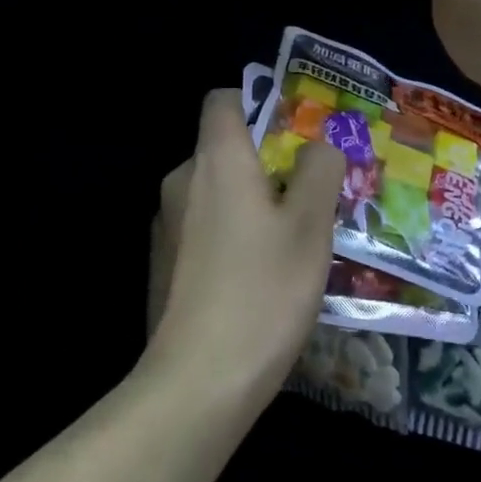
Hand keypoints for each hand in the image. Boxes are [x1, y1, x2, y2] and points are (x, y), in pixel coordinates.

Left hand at [145, 90, 344, 402]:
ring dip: (250, 204)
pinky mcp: (161, 264)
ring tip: (292, 243)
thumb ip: (319, 171)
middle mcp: (181, 181)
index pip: (223, 100)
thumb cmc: (262, 291)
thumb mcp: (310, 226)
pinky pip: (202, 230)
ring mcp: (165, 225)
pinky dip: (229, 237)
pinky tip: (257, 279)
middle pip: (222, 149)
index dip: (258, 103)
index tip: (294, 134)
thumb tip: (319, 145)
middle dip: (266, 163)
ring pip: (214, 194)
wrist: (196, 381)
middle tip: (310, 197)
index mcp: (214, 159)